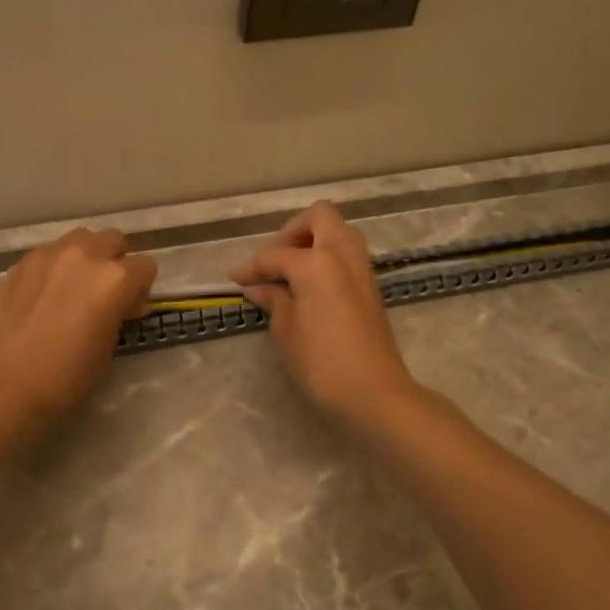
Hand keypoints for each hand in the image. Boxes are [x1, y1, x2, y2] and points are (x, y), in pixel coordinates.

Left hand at [0, 228, 157, 432]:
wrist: (0, 383)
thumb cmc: (64, 376)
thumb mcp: (107, 347)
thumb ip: (119, 313)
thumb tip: (122, 303)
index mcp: (115, 279)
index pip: (145, 267)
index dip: (140, 289)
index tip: (129, 309)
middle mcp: (85, 255)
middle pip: (113, 240)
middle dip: (115, 261)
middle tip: (103, 294)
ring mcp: (49, 254)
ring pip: (80, 240)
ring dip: (85, 257)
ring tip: (72, 289)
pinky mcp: (21, 263)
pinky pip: (49, 254)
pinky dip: (55, 267)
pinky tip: (43, 296)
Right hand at [230, 202, 419, 426]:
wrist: (374, 392)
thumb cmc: (322, 362)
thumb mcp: (286, 331)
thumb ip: (273, 300)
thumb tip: (259, 288)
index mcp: (316, 262)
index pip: (275, 254)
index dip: (252, 267)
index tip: (236, 280)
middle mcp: (342, 254)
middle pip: (319, 217)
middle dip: (292, 232)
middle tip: (274, 261)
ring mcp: (361, 269)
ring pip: (338, 233)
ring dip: (313, 242)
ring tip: (290, 273)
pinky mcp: (371, 286)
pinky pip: (346, 255)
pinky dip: (326, 259)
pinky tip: (308, 287)